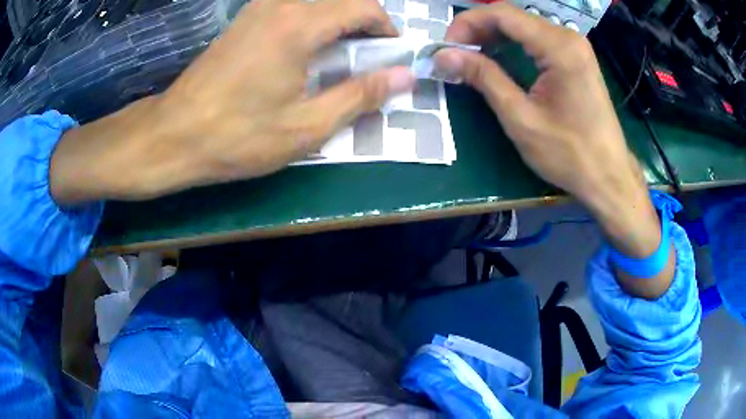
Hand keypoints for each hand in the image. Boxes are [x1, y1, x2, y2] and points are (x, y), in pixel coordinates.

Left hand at [50, 0, 413, 202]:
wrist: (173, 135)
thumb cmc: (237, 136)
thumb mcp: (307, 126)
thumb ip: (360, 95)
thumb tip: (404, 77)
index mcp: (300, 25)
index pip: (363, 7)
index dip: (385, 28)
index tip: (390, 55)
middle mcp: (280, 5)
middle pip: (339, 1)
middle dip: (362, 26)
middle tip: (366, 62)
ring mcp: (257, 9)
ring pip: (315, 3)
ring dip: (336, 25)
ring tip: (337, 60)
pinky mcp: (242, 21)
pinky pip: (290, 9)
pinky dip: (310, 25)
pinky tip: (303, 55)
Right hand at [437, 4, 673, 297]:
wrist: (609, 177)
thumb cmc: (569, 154)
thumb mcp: (521, 118)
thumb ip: (483, 78)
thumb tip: (443, 56)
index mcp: (558, 46)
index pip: (502, 14)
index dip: (467, 24)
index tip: (447, 49)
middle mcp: (568, 37)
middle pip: (512, 16)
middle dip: (478, 30)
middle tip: (455, 56)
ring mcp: (575, 46)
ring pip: (523, 26)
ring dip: (493, 37)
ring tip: (470, 58)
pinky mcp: (576, 58)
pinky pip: (537, 40)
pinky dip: (512, 45)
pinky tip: (498, 60)